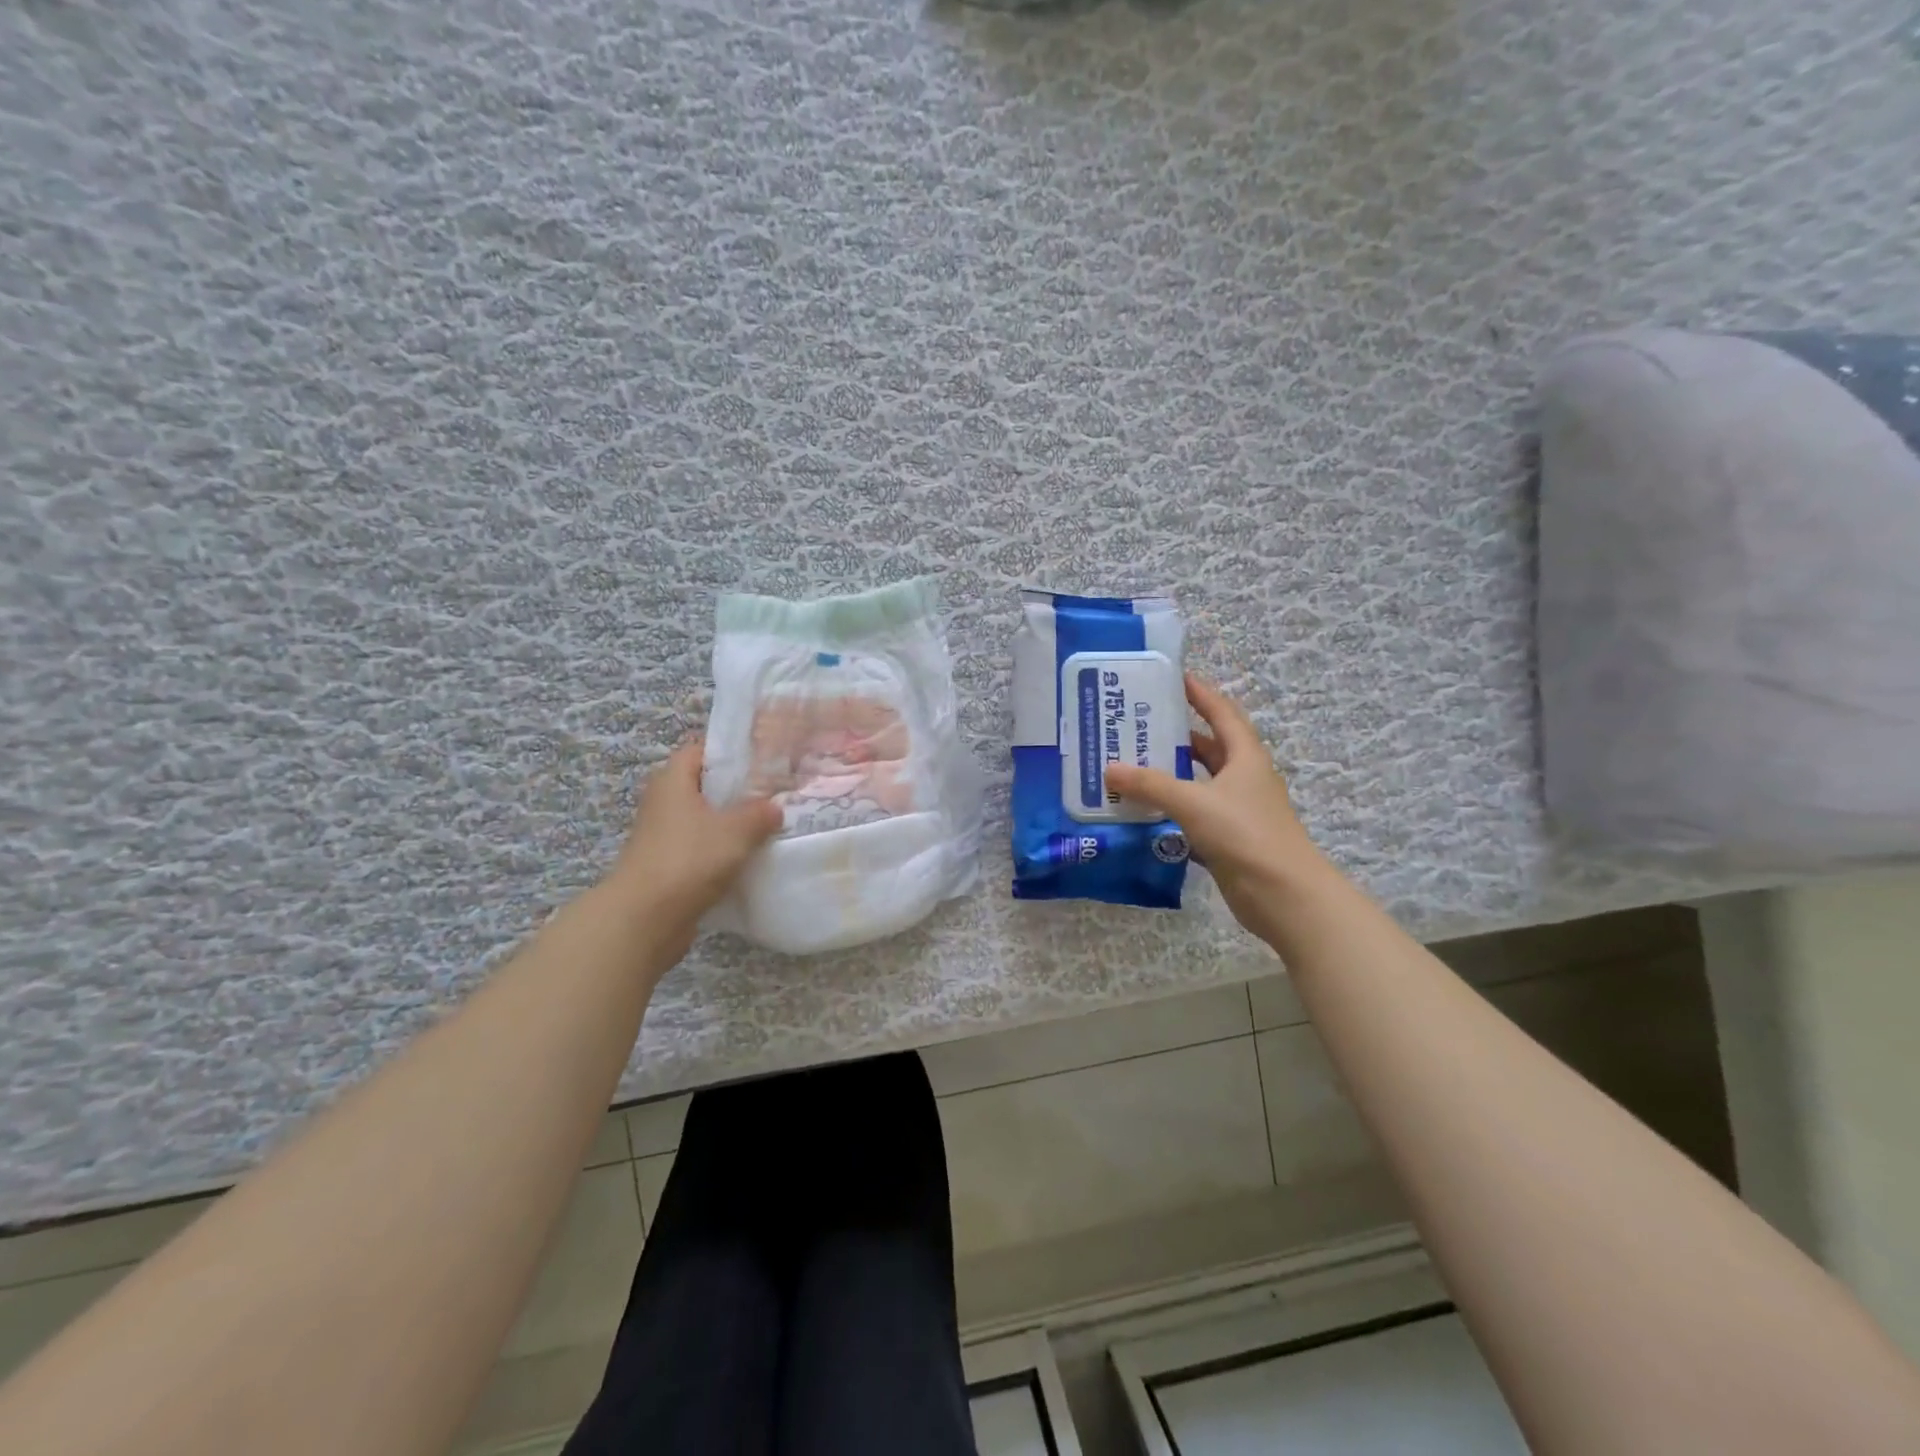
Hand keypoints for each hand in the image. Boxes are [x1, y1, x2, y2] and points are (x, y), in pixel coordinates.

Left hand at [605, 743, 782, 954]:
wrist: (645, 918)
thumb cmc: (689, 859)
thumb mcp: (736, 830)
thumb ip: (760, 813)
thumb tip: (775, 807)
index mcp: (673, 781)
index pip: (700, 750)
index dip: (730, 751)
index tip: (763, 759)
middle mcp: (664, 803)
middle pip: (703, 786)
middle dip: (737, 790)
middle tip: (774, 792)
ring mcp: (663, 837)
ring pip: (704, 820)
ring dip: (731, 824)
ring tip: (768, 826)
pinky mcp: (668, 866)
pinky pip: (701, 849)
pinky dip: (722, 852)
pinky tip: (749, 859)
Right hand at [1105, 675, 1329, 937]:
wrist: (1283, 895)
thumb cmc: (1245, 834)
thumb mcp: (1194, 802)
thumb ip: (1150, 784)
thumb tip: (1109, 768)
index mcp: (1245, 757)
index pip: (1221, 713)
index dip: (1200, 693)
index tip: (1173, 677)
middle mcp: (1243, 778)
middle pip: (1207, 747)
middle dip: (1175, 735)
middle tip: (1136, 726)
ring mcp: (1236, 810)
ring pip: (1197, 783)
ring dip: (1169, 776)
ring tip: (1130, 765)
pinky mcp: (1226, 839)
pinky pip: (1192, 816)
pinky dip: (1169, 811)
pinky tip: (1141, 811)